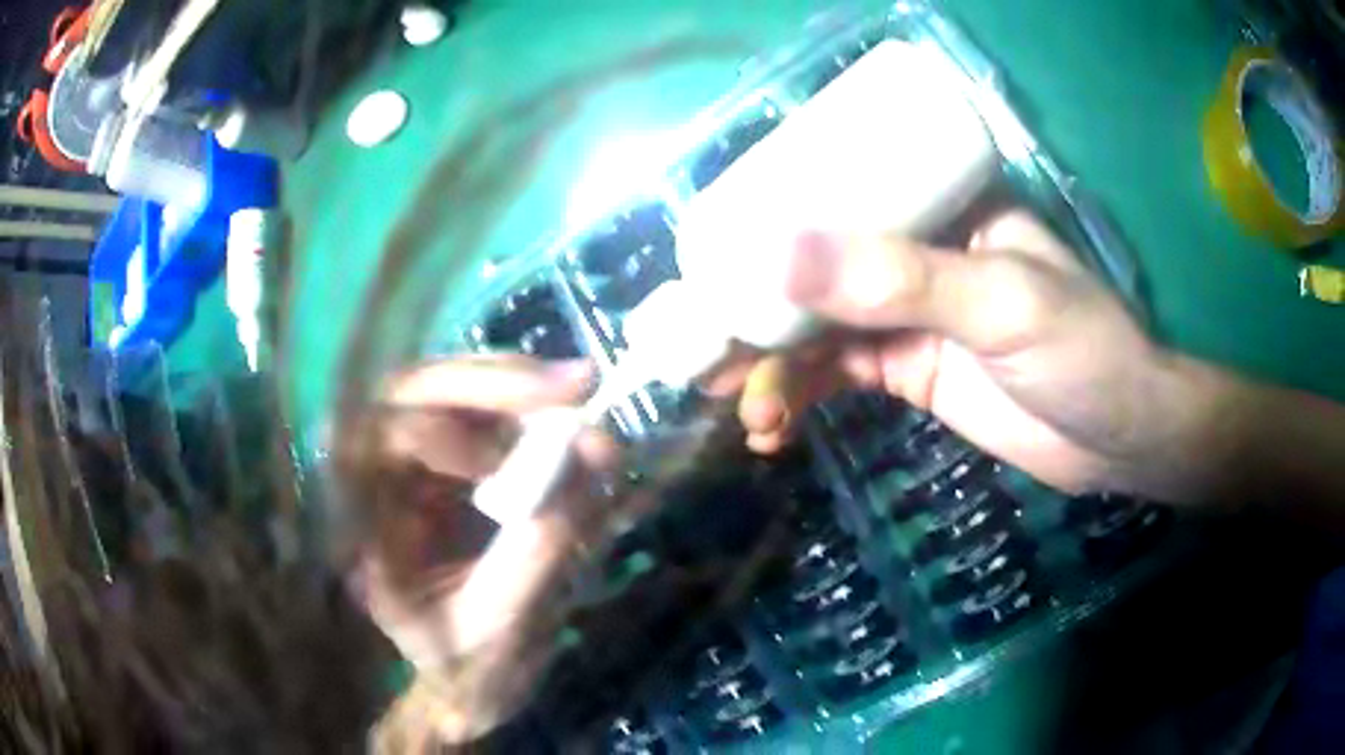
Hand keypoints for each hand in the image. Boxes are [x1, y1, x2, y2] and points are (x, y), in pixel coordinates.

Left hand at [341, 355, 609, 742]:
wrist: (471, 687)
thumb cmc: (471, 669)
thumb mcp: (502, 624)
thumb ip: (540, 549)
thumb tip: (592, 459)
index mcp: (359, 533)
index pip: (373, 442)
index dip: (439, 435)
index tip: (508, 462)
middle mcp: (374, 484)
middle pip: (411, 394)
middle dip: (491, 382)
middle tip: (574, 381)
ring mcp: (412, 469)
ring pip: (448, 392)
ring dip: (515, 388)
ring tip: (578, 390)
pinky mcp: (448, 468)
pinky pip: (481, 417)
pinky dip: (527, 412)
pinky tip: (566, 419)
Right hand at [722, 210, 1176, 495]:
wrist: (1116, 441)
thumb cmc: (1080, 352)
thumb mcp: (998, 304)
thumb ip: (898, 280)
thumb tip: (778, 254)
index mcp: (941, 207)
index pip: (841, 197)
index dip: (770, 227)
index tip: (714, 266)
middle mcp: (918, 252)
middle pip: (819, 271)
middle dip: (760, 315)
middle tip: (707, 355)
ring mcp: (911, 314)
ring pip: (822, 330)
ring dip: (777, 368)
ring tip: (743, 410)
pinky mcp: (909, 370)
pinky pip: (840, 375)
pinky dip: (803, 398)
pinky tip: (773, 429)